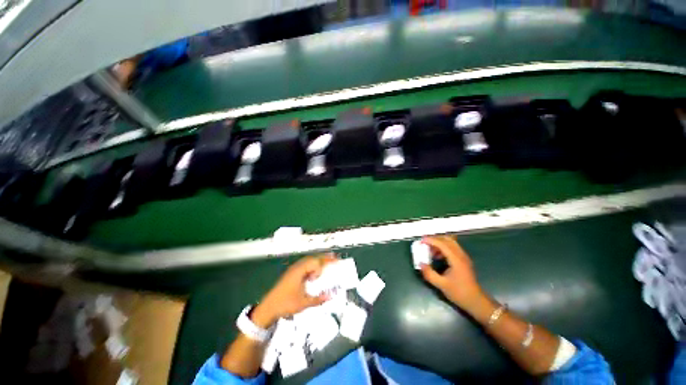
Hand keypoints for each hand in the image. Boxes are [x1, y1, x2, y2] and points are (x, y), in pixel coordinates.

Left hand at [251, 254, 336, 327]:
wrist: (268, 307)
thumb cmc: (285, 304)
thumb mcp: (303, 303)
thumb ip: (318, 299)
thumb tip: (331, 296)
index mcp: (300, 271)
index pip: (316, 262)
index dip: (326, 261)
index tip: (336, 260)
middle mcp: (297, 267)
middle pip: (313, 259)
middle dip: (324, 258)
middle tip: (334, 259)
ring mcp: (293, 270)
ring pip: (308, 261)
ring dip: (318, 262)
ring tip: (327, 265)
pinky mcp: (291, 274)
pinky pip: (305, 266)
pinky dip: (312, 266)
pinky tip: (315, 273)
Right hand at [420, 236, 484, 311]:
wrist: (476, 302)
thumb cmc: (459, 293)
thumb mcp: (441, 285)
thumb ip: (429, 274)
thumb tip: (420, 264)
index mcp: (456, 259)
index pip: (442, 244)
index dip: (431, 240)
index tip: (421, 241)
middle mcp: (461, 255)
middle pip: (447, 239)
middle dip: (435, 239)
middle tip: (425, 243)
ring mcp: (463, 257)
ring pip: (451, 242)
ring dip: (439, 243)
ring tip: (430, 251)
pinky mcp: (463, 260)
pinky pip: (452, 248)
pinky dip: (443, 248)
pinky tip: (438, 257)